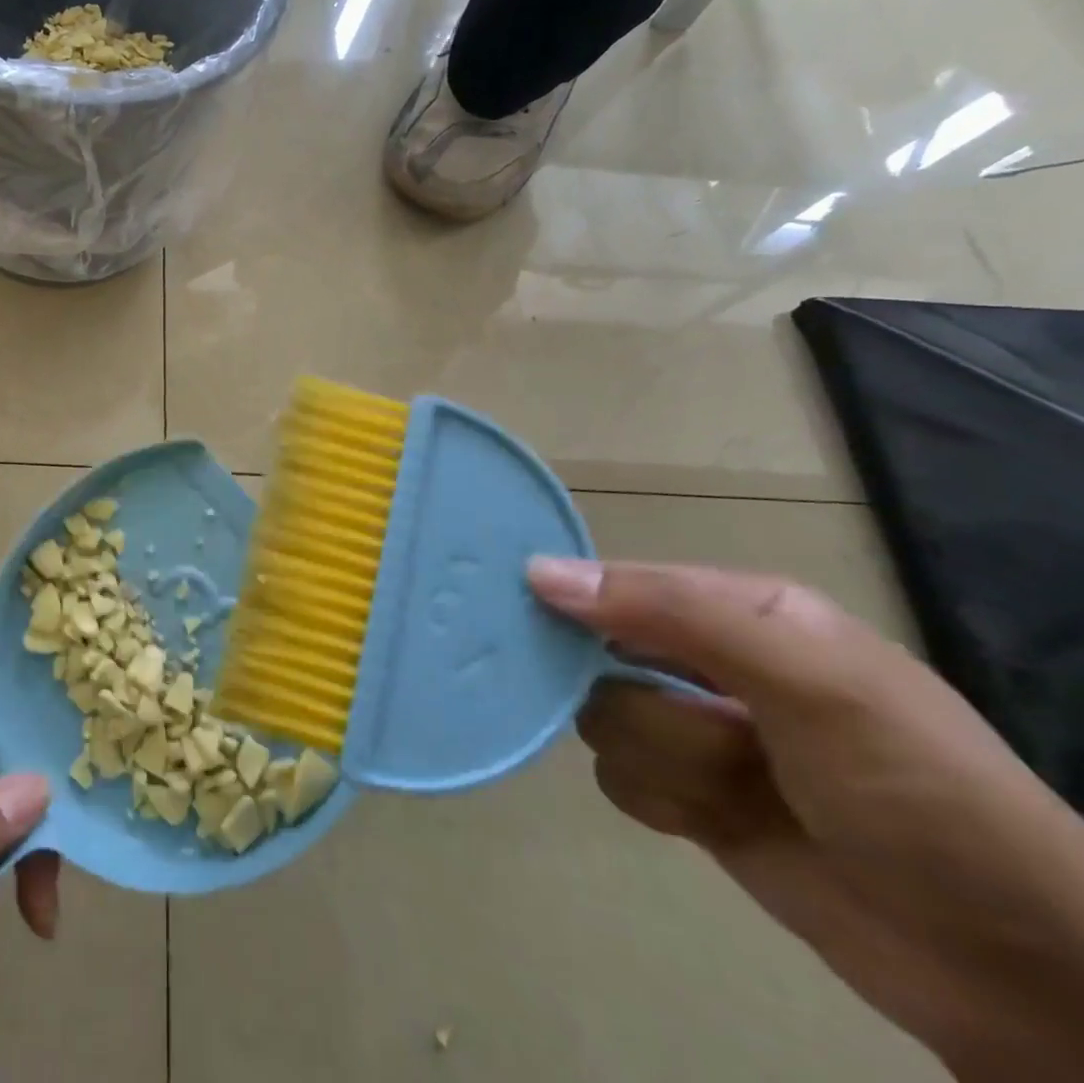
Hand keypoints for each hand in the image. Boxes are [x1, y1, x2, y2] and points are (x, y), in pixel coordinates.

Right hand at [530, 558, 1083, 1082]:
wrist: (1012, 965)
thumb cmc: (913, 789)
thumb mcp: (808, 682)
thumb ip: (674, 615)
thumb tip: (539, 572)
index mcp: (737, 612)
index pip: (616, 584)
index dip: (571, 599)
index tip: (523, 615)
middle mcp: (707, 663)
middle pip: (596, 657)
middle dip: (635, 701)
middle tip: (688, 729)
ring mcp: (698, 734)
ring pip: (603, 721)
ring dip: (660, 761)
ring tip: (731, 791)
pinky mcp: (690, 799)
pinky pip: (618, 780)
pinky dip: (658, 801)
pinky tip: (711, 822)